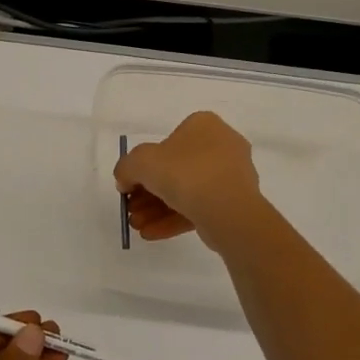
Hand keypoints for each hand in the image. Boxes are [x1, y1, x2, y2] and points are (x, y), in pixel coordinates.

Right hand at [114, 110, 263, 248]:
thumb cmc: (184, 173)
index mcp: (204, 126)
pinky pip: (199, 208)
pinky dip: (174, 219)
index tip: (129, 185)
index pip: (167, 142)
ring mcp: (231, 176)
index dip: (143, 165)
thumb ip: (126, 168)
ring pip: (187, 192)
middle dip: (149, 193)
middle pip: (175, 170)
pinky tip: (151, 234)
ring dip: (158, 209)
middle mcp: (221, 145)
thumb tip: (125, 181)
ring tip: (138, 226)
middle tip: (132, 210)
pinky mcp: (235, 203)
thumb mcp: (140, 162)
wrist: (227, 210)